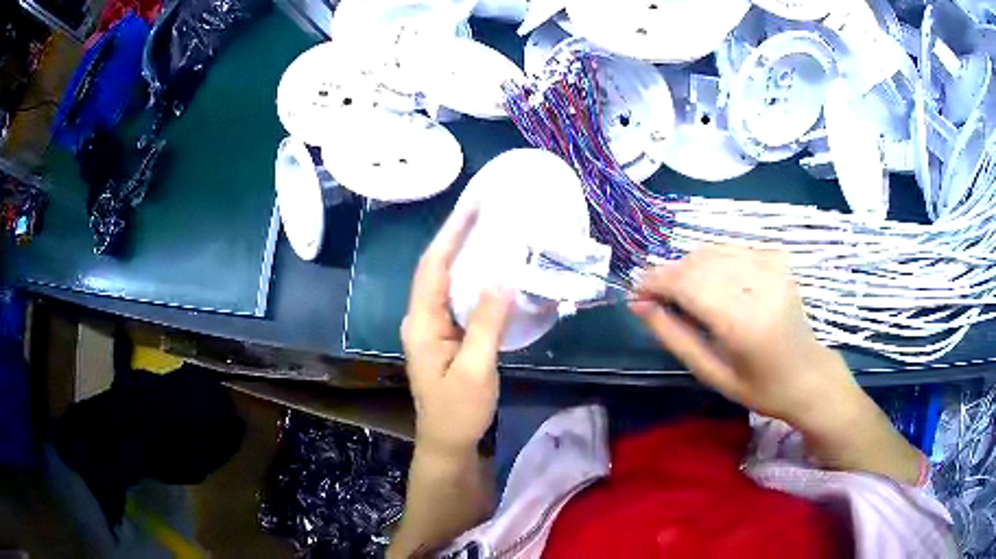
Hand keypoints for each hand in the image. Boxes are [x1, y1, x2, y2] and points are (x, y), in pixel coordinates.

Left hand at [401, 206, 513, 455]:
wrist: (446, 442)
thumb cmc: (458, 411)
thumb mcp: (476, 370)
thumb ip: (487, 324)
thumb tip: (503, 278)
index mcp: (422, 323)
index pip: (433, 268)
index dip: (451, 234)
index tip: (473, 206)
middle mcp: (422, 318)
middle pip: (437, 268)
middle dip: (457, 236)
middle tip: (484, 209)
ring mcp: (432, 327)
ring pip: (447, 281)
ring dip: (465, 254)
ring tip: (489, 228)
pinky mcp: (445, 335)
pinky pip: (457, 297)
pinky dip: (473, 279)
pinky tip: (492, 269)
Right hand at [631, 245, 859, 425]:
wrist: (809, 374)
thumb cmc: (759, 387)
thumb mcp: (712, 373)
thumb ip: (674, 336)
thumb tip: (639, 305)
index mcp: (742, 322)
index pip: (686, 284)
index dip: (654, 282)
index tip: (635, 292)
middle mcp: (758, 285)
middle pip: (696, 262)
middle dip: (667, 274)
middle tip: (653, 296)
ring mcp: (771, 266)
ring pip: (711, 251)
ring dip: (687, 266)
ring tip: (678, 290)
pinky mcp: (777, 259)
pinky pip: (731, 249)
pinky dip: (711, 261)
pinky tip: (708, 281)